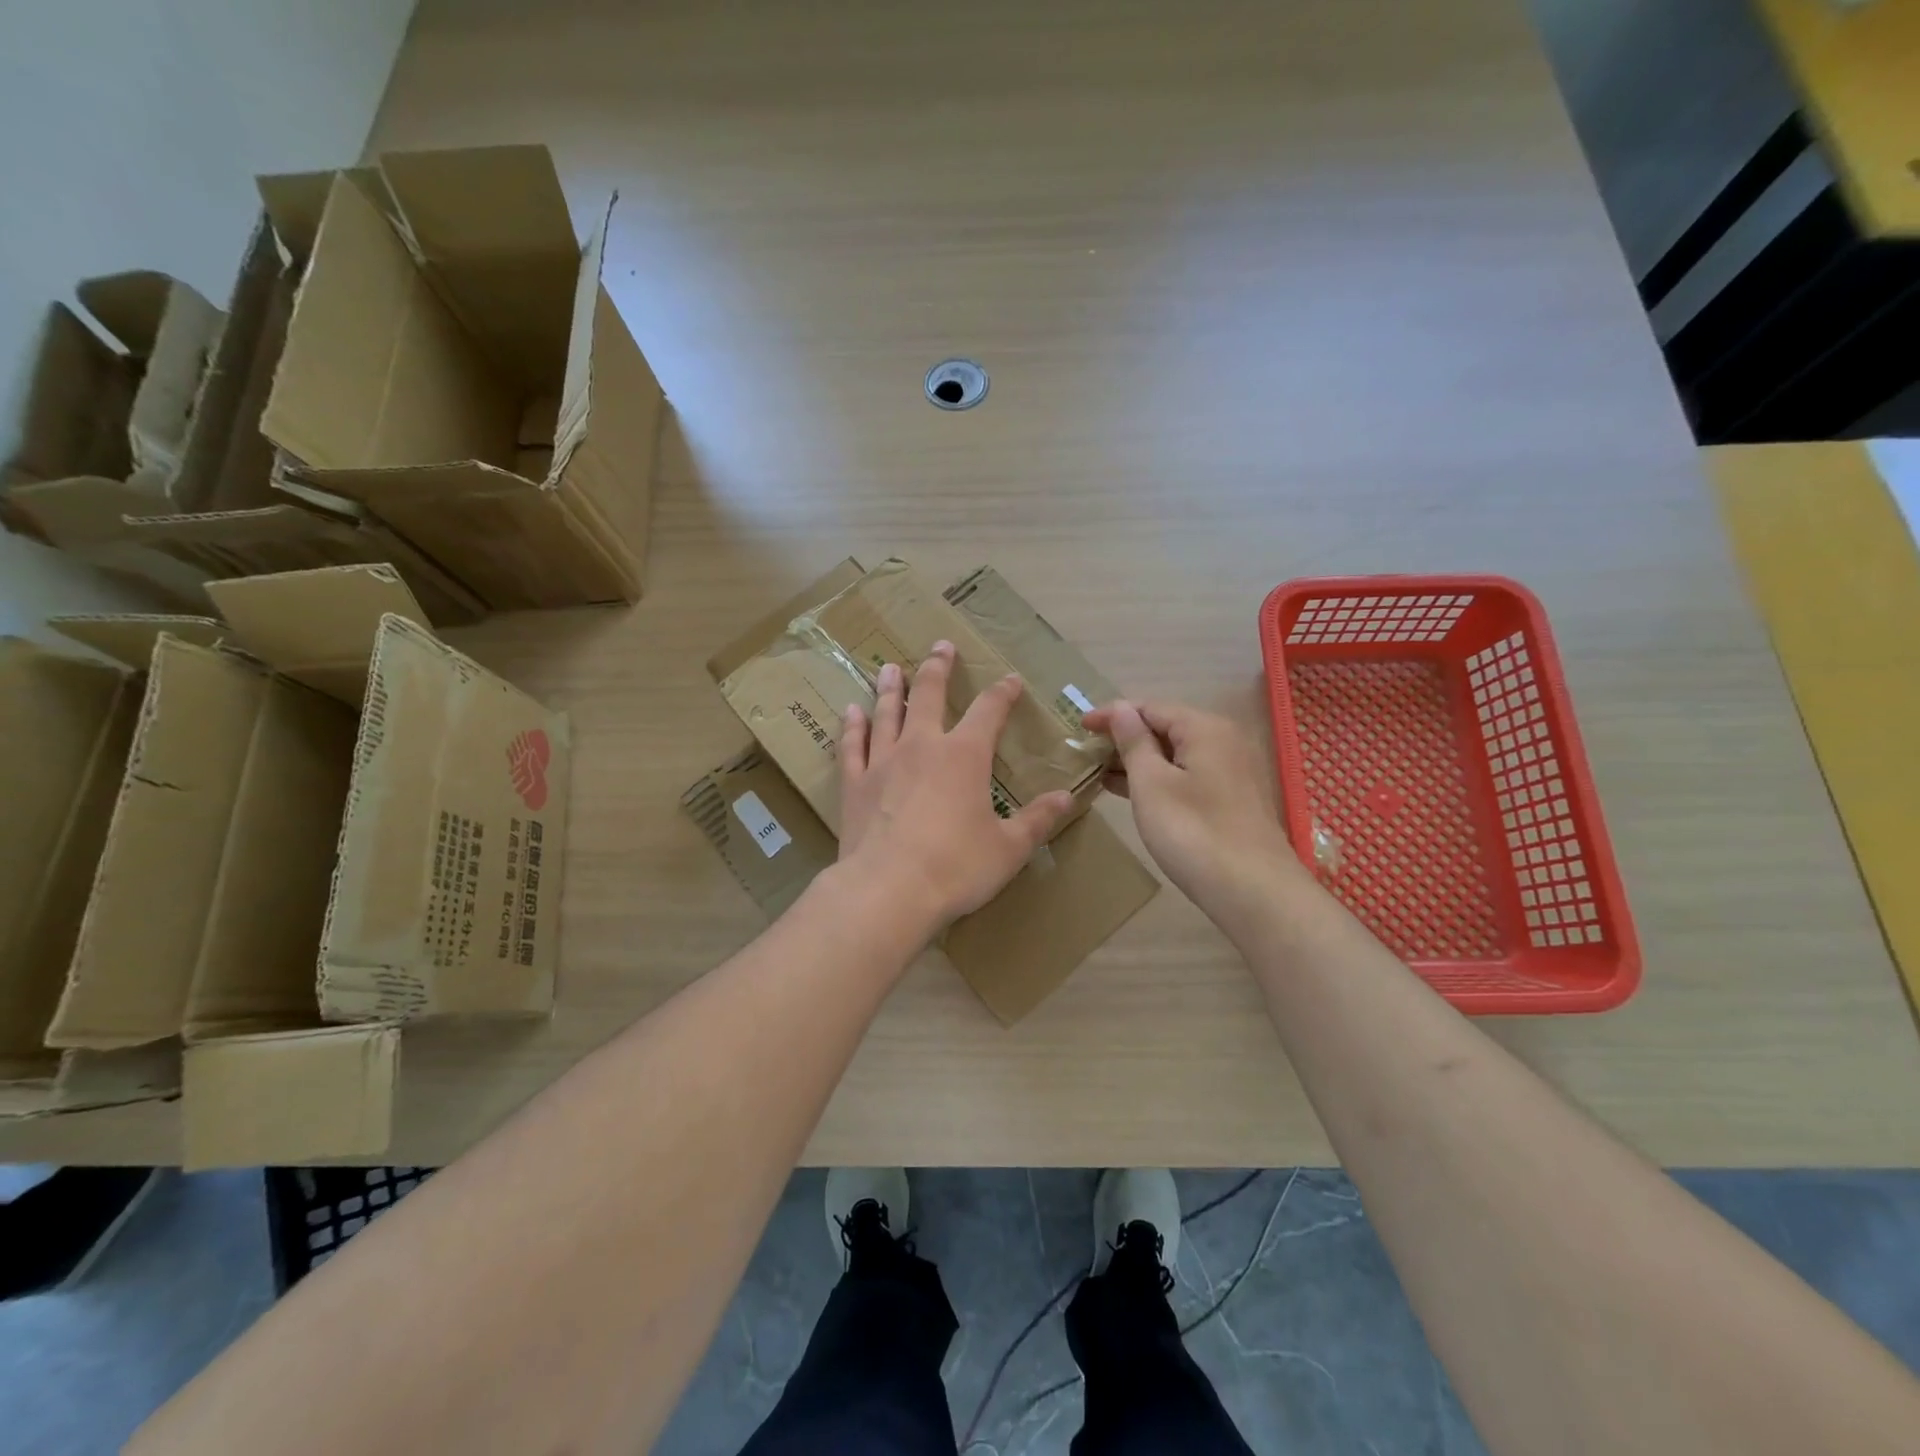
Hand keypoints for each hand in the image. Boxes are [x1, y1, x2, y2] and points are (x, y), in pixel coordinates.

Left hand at [837, 642, 1075, 928]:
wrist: (888, 891)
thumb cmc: (956, 868)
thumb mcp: (1008, 848)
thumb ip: (1037, 820)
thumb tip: (1066, 798)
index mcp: (965, 756)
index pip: (989, 711)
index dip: (1002, 692)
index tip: (1010, 680)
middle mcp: (922, 746)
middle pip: (929, 695)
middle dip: (937, 668)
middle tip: (940, 646)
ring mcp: (883, 762)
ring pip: (886, 713)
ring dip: (891, 688)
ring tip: (890, 667)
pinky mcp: (854, 784)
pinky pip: (852, 745)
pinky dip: (853, 726)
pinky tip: (851, 710)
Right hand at [1081, 699, 1306, 918]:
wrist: (1253, 892)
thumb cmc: (1193, 832)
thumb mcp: (1151, 784)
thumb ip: (1134, 743)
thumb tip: (1120, 709)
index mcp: (1204, 728)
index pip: (1149, 707)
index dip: (1112, 715)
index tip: (1079, 727)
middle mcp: (1224, 740)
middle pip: (1165, 727)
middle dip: (1125, 738)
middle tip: (1087, 753)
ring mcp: (1232, 770)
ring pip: (1176, 753)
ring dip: (1139, 760)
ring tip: (1101, 772)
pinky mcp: (1232, 798)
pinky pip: (1187, 774)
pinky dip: (1158, 778)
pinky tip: (1132, 792)